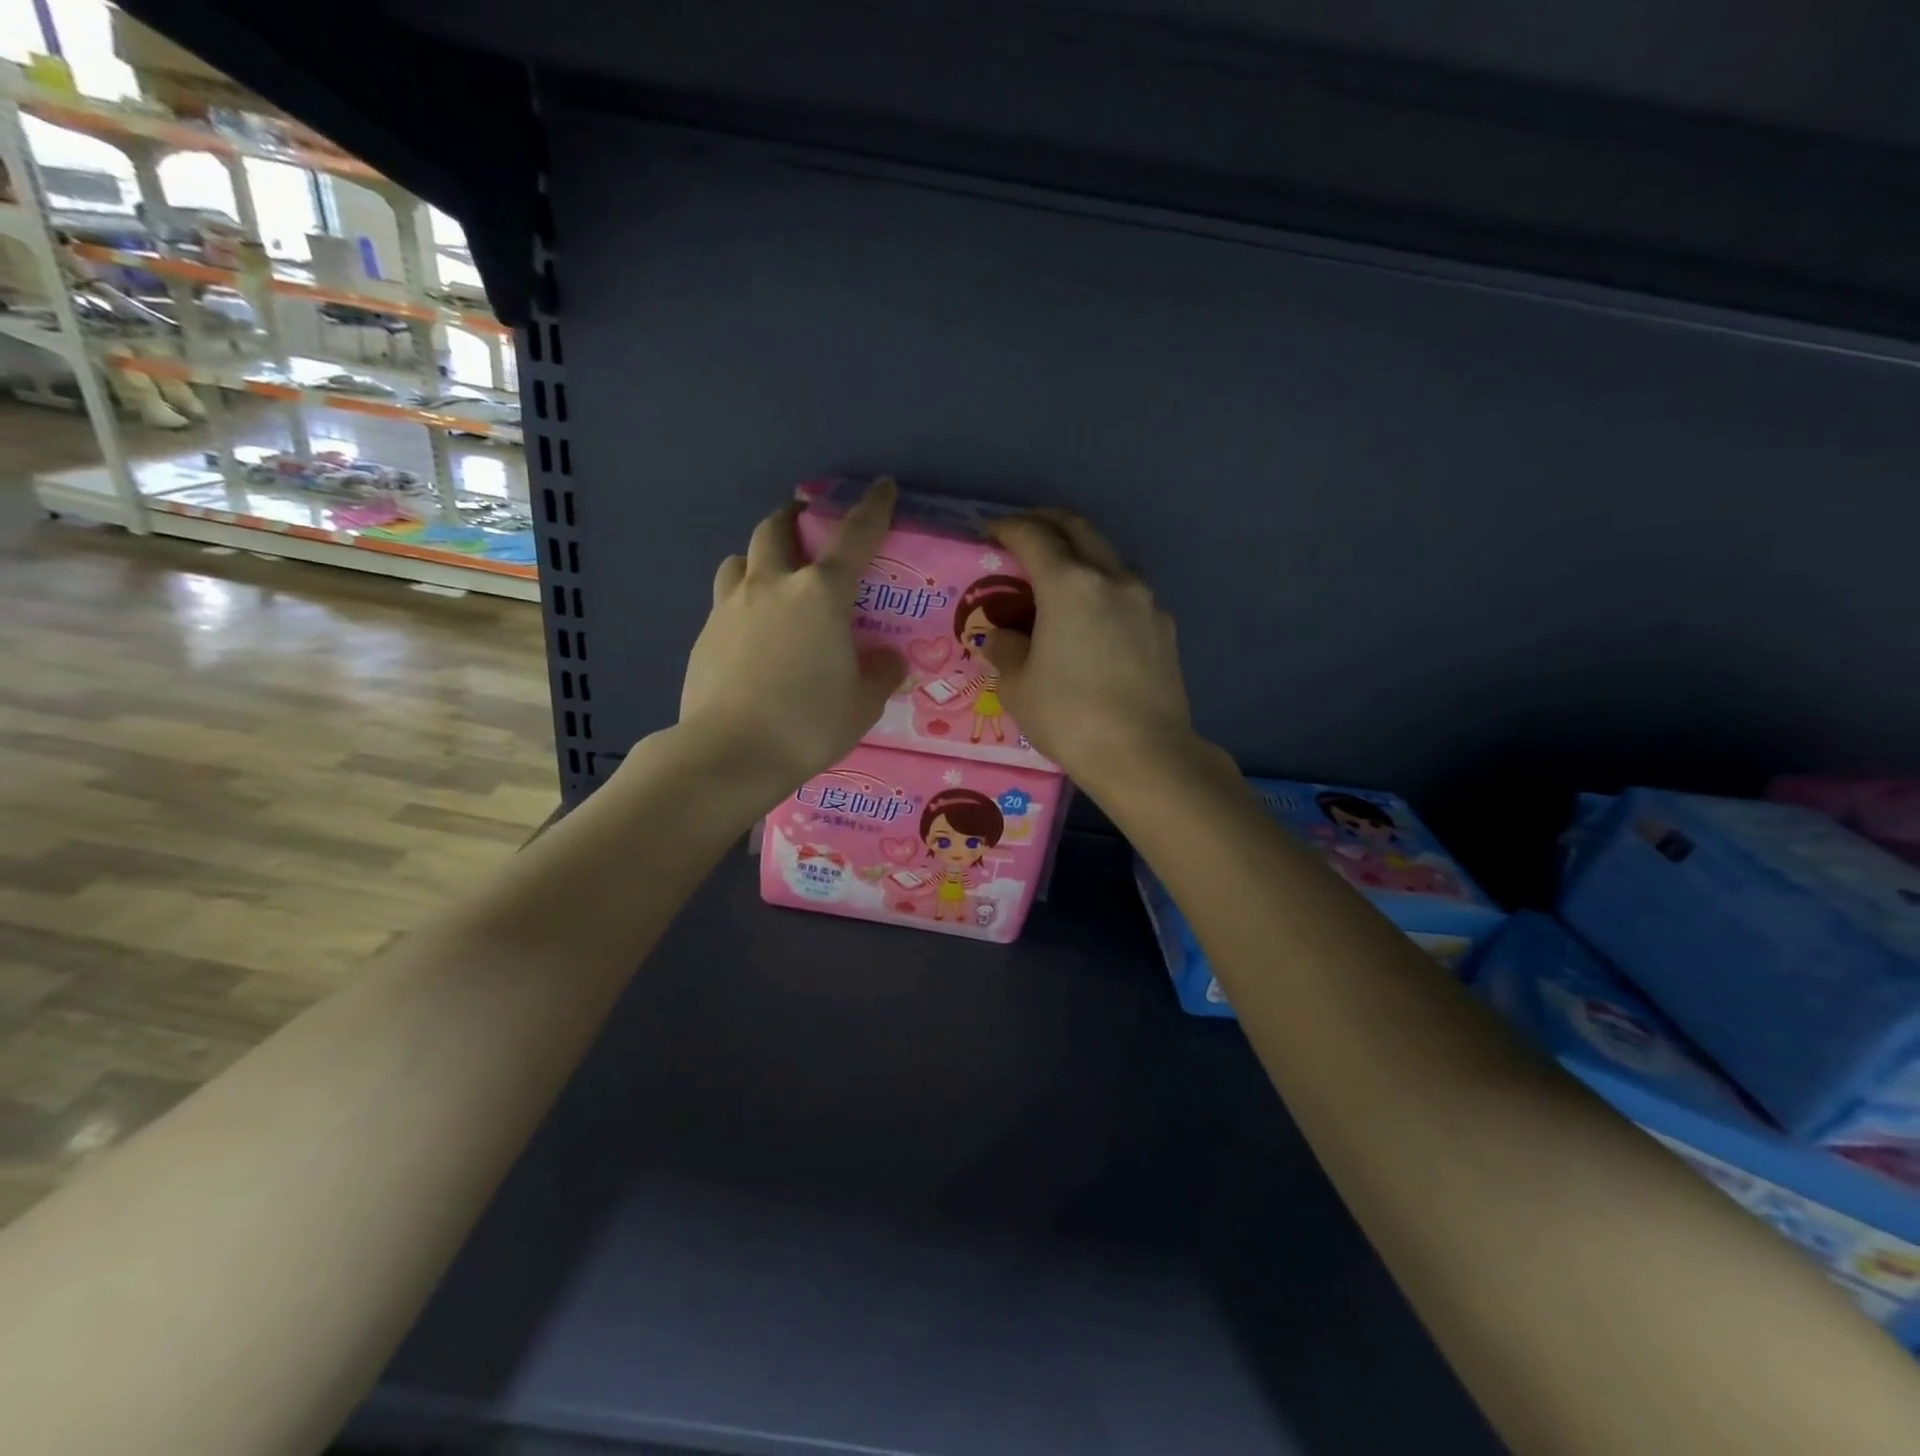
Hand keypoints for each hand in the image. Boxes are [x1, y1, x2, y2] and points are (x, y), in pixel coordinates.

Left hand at [679, 478, 905, 794]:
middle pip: (777, 529)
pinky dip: (742, 604)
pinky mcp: (704, 635)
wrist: (729, 754)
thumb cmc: (808, 724)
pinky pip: (725, 602)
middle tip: (808, 533)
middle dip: (794, 520)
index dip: (873, 508)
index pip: (854, 537)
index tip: (882, 487)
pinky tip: (751, 637)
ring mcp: (730, 608)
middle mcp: (772, 586)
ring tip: (772, 583)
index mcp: (820, 594)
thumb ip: (880, 673)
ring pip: (740, 560)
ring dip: (759, 559)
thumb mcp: (863, 704)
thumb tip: (886, 659)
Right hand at [982, 510, 1203, 792]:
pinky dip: (1104, 588)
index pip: (1033, 536)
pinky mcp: (1165, 626)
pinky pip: (1128, 592)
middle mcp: (1112, 578)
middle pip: (1079, 529)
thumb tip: (1003, 637)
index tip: (991, 533)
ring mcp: (1145, 601)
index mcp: (1069, 584)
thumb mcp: (1018, 687)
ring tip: (1060, 577)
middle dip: (1048, 522)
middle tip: (1024, 534)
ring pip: (1108, 557)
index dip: (1007, 528)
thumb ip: (1005, 650)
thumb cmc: (1070, 717)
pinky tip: (1094, 618)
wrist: (1145, 754)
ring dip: (1081, 553)